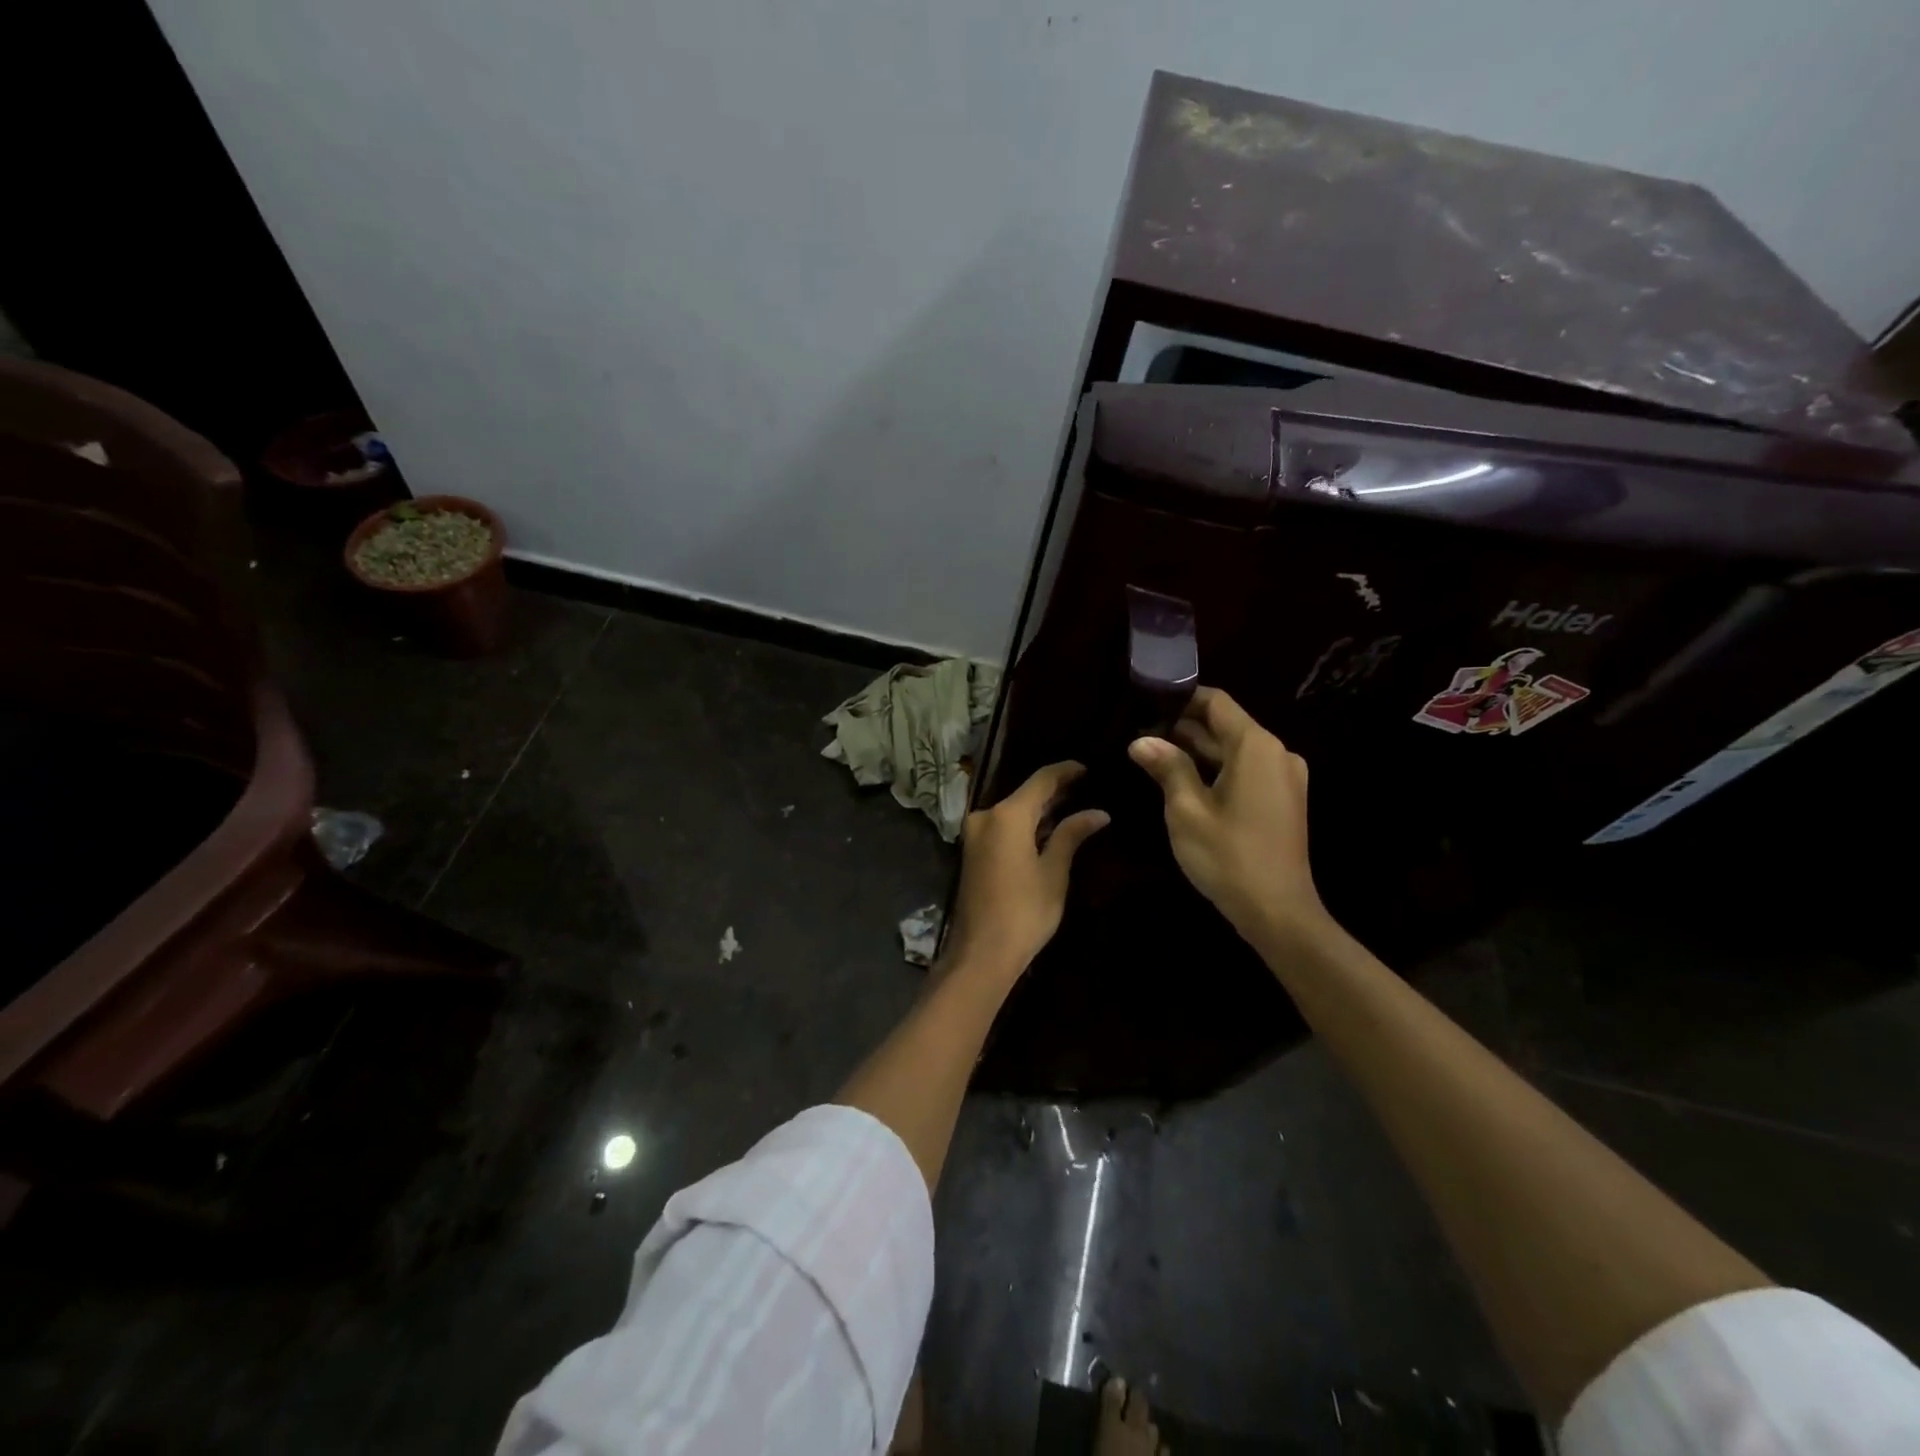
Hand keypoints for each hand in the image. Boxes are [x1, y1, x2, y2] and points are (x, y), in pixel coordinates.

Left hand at [944, 761, 1108, 982]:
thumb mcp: (1054, 872)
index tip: (1089, 768)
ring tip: (1074, 806)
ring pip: (1013, 811)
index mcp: (1006, 816)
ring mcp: (975, 834)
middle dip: (1054, 791)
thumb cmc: (1024, 912)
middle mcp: (985, 816)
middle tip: (1087, 788)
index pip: (1041, 780)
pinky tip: (1048, 829)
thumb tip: (1098, 812)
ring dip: (1040, 809)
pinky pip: (1003, 826)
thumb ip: (1071, 835)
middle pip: (1025, 794)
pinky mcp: (973, 851)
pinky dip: (1025, 824)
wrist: (981, 953)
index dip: (1066, 771)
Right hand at [1128, 687, 1325, 943]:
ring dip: (1197, 750)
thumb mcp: (1186, 810)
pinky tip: (1182, 780)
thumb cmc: (1229, 856)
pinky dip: (1215, 769)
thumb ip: (1167, 767)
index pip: (1216, 703)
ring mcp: (1284, 777)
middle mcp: (1276, 753)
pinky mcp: (1283, 800)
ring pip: (1234, 750)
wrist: (1278, 912)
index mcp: (1256, 746)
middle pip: (1225, 725)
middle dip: (1183, 727)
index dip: (1181, 698)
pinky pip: (1245, 770)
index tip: (1146, 701)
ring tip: (1153, 754)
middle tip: (1139, 732)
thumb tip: (1141, 740)